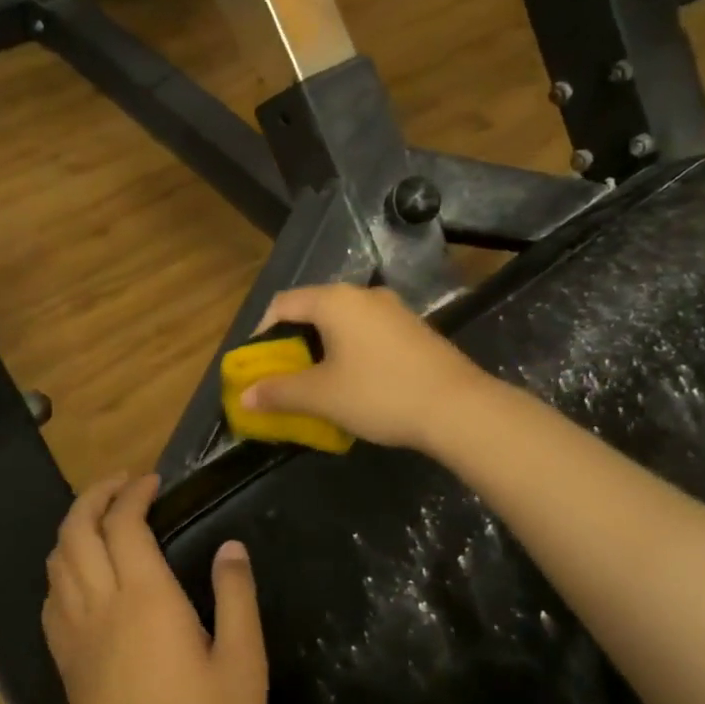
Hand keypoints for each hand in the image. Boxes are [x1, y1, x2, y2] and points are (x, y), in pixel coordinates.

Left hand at [43, 475, 266, 703]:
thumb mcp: (243, 663)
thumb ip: (235, 597)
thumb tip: (231, 548)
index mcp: (145, 600)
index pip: (124, 524)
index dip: (135, 493)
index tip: (154, 481)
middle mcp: (101, 608)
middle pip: (76, 532)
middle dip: (94, 497)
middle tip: (122, 485)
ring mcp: (76, 639)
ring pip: (56, 564)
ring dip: (73, 529)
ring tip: (102, 521)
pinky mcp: (67, 668)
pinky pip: (52, 601)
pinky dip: (62, 570)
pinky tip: (83, 578)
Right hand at [241, 284, 486, 451]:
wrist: (458, 408)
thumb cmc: (380, 393)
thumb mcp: (322, 396)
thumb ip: (279, 392)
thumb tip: (245, 396)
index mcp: (336, 301)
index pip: (284, 303)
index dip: (262, 332)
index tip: (257, 364)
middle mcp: (364, 295)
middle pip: (313, 310)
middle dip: (293, 343)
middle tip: (284, 376)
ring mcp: (393, 310)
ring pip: (343, 323)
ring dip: (322, 349)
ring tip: (316, 382)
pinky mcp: (413, 329)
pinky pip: (368, 333)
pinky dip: (350, 352)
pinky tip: (355, 382)